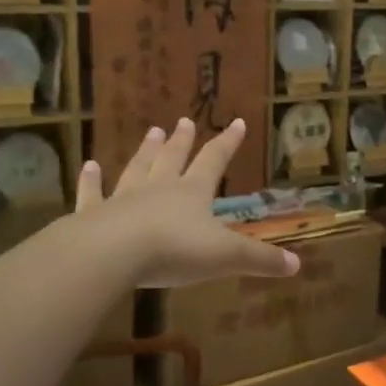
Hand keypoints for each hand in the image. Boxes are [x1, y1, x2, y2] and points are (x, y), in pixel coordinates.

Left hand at [74, 118, 300, 288]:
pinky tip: (88, 166)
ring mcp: (124, 199)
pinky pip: (93, 194)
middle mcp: (159, 188)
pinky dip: (90, 181)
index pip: (214, 161)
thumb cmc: (174, 250)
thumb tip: (297, 264)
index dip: (227, 143)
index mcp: (192, 193)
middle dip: (182, 142)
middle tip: (183, 121)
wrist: (113, 254)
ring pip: (137, 169)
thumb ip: (260, 259)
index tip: (236, 122)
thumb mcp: (226, 256)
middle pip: (173, 159)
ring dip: (146, 152)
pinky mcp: (94, 215)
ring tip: (152, 132)